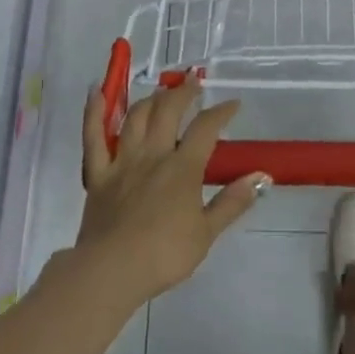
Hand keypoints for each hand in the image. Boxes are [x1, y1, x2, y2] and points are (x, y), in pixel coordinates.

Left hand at [76, 75, 267, 307]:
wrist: (112, 271)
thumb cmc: (164, 255)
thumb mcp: (206, 233)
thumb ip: (232, 202)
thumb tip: (261, 176)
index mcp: (182, 167)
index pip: (206, 128)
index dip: (221, 111)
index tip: (233, 104)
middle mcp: (153, 153)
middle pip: (168, 110)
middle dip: (183, 92)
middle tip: (192, 82)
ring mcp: (123, 160)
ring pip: (136, 116)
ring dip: (150, 98)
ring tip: (160, 92)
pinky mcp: (98, 173)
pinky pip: (93, 136)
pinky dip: (93, 112)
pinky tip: (95, 91)